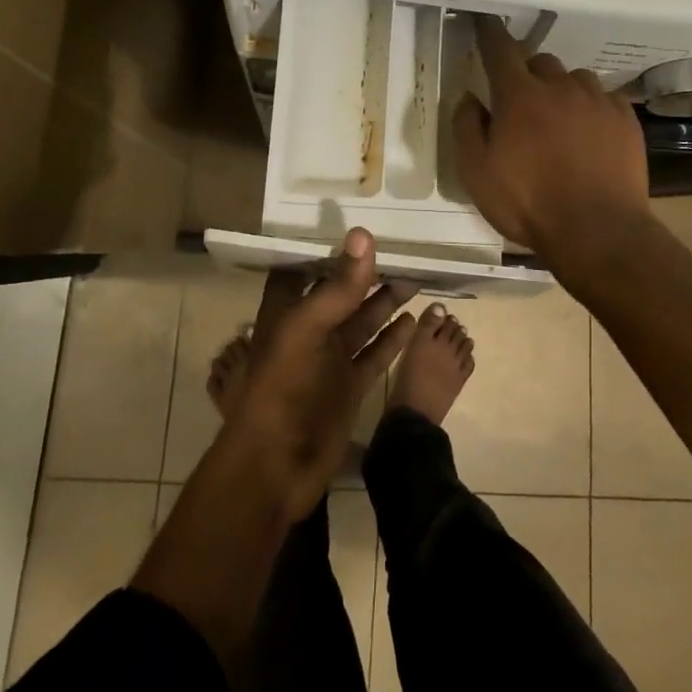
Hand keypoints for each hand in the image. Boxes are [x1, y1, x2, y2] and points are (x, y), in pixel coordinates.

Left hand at [223, 228, 415, 518]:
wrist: (276, 467)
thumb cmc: (283, 387)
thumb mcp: (308, 328)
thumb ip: (339, 285)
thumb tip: (364, 234)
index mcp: (286, 311)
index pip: (305, 267)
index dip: (327, 248)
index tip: (356, 225)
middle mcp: (308, 330)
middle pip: (340, 293)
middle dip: (365, 273)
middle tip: (401, 249)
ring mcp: (330, 360)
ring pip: (362, 321)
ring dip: (384, 301)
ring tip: (414, 277)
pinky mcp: (349, 385)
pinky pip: (375, 354)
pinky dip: (393, 338)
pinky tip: (413, 319)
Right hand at [452, 15, 653, 269]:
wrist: (597, 231)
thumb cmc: (528, 203)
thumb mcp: (476, 172)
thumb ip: (466, 127)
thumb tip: (469, 97)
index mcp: (519, 96)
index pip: (500, 50)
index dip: (489, 32)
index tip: (485, 21)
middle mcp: (560, 87)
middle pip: (541, 61)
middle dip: (528, 73)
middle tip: (523, 102)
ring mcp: (597, 101)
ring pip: (575, 78)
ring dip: (562, 90)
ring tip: (560, 120)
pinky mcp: (626, 120)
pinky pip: (605, 98)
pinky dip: (593, 108)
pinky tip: (591, 134)